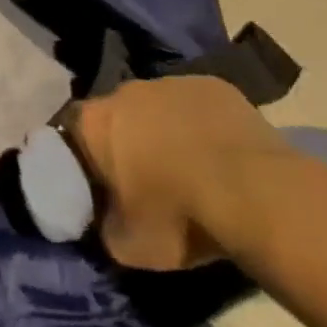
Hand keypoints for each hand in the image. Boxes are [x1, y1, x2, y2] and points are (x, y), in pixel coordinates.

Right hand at [71, 74, 292, 270]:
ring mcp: (172, 82)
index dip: (83, 158)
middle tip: (145, 178)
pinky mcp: (215, 85)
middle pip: (115, 115)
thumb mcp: (126, 244)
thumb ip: (104, 225)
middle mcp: (124, 91)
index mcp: (92, 122)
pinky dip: (202, 126)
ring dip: (165, 131)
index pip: (70, 133)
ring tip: (188, 168)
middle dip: (125, 141)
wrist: (257, 195)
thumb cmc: (179, 217)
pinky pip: (197, 106)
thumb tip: (106, 218)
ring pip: (158, 107)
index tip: (98, 184)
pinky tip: (220, 156)